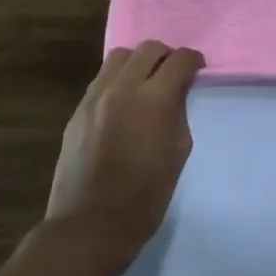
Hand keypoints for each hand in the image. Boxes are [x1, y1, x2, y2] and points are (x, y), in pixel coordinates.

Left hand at [45, 41, 203, 267]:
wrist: (90, 226)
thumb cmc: (146, 195)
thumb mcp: (179, 150)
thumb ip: (178, 112)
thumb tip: (175, 94)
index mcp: (154, 99)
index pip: (180, 59)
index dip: (194, 61)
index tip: (198, 71)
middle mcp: (122, 88)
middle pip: (149, 48)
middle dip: (167, 57)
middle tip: (174, 76)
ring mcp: (94, 98)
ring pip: (120, 57)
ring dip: (139, 63)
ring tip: (146, 83)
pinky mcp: (77, 112)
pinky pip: (101, 79)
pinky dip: (118, 80)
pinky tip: (124, 103)